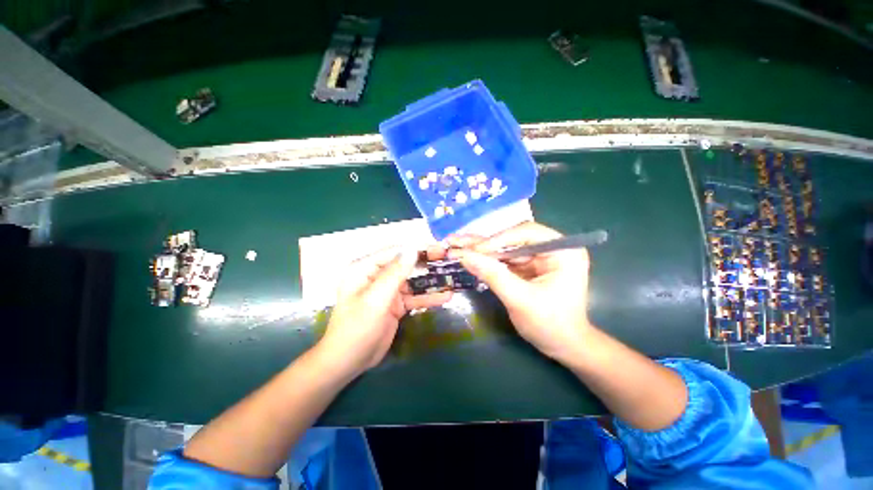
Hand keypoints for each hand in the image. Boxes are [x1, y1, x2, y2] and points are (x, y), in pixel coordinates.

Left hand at [317, 246, 452, 377]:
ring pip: (413, 281)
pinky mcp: (396, 304)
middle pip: (405, 265)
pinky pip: (414, 297)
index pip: (395, 252)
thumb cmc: (357, 328)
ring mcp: (387, 291)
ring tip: (451, 277)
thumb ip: (395, 274)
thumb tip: (412, 249)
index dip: (416, 249)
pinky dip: (428, 297)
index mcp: (365, 269)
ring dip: (431, 281)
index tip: (438, 248)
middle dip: (427, 263)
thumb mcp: (376, 299)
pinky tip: (445, 296)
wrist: (349, 362)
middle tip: (448, 260)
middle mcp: (377, 276)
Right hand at [448, 222, 591, 362]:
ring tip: (455, 244)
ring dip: (480, 249)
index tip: (474, 250)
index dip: (498, 239)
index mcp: (563, 251)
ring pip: (505, 247)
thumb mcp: (520, 300)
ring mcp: (539, 257)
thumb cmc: (550, 325)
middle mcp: (551, 248)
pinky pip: (504, 259)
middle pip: (512, 238)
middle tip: (456, 241)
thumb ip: (493, 275)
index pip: (526, 233)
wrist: (563, 346)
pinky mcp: (528, 267)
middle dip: (484, 243)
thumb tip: (464, 255)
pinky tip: (467, 255)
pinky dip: (486, 259)